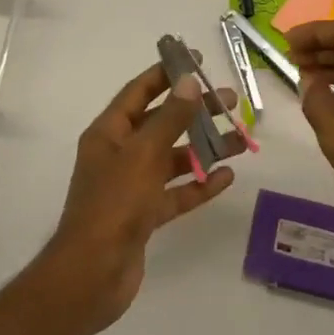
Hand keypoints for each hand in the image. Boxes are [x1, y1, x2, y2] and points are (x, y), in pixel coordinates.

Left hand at [39, 59, 241, 329]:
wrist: (93, 274)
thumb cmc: (114, 204)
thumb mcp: (144, 154)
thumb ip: (170, 118)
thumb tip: (188, 81)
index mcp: (109, 133)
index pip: (138, 92)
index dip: (166, 73)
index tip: (196, 60)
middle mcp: (119, 155)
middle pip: (161, 124)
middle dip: (195, 111)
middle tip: (230, 101)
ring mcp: (132, 187)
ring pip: (173, 159)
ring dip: (204, 148)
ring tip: (240, 139)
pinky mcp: (145, 215)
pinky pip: (176, 192)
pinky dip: (199, 184)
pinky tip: (227, 177)